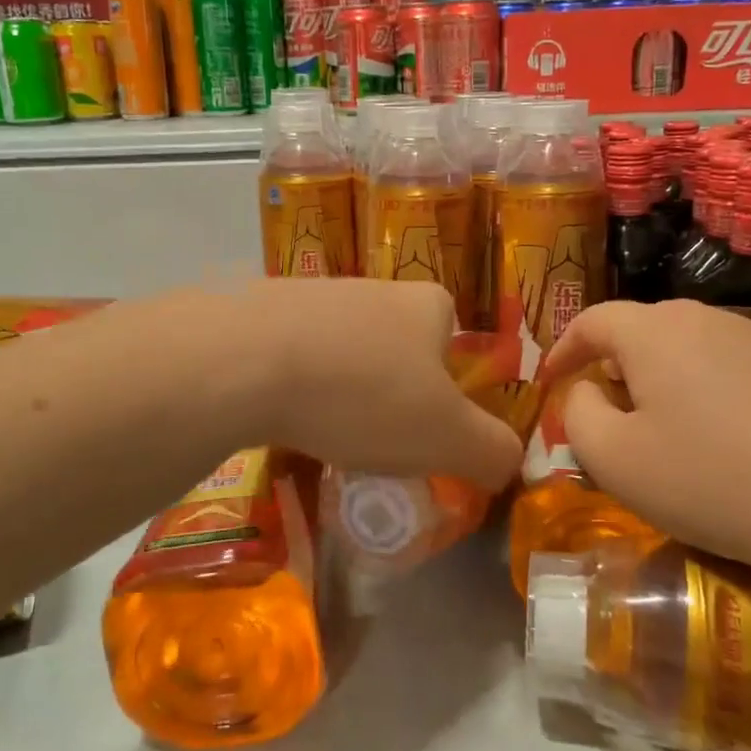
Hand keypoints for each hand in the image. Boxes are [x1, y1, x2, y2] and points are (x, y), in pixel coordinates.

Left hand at [243, 279, 524, 491]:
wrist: (244, 362)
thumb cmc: (365, 396)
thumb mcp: (449, 438)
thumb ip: (493, 452)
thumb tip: (507, 463)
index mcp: (426, 304)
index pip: (452, 342)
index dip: (446, 390)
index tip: (423, 430)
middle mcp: (372, 287)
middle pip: (395, 347)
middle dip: (388, 392)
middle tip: (372, 439)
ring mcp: (311, 293)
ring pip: (340, 351)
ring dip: (337, 390)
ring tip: (320, 433)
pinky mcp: (257, 310)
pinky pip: (289, 355)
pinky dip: (290, 386)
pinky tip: (276, 416)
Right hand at [542, 301, 750, 596]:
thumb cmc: (718, 480)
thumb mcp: (617, 461)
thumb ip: (578, 417)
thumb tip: (585, 393)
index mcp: (655, 332)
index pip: (593, 321)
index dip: (563, 350)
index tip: (551, 382)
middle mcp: (710, 319)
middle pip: (645, 333)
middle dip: (616, 370)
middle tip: (610, 417)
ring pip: (696, 354)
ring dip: (670, 386)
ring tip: (675, 439)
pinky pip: (742, 374)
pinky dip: (719, 400)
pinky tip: (740, 449)